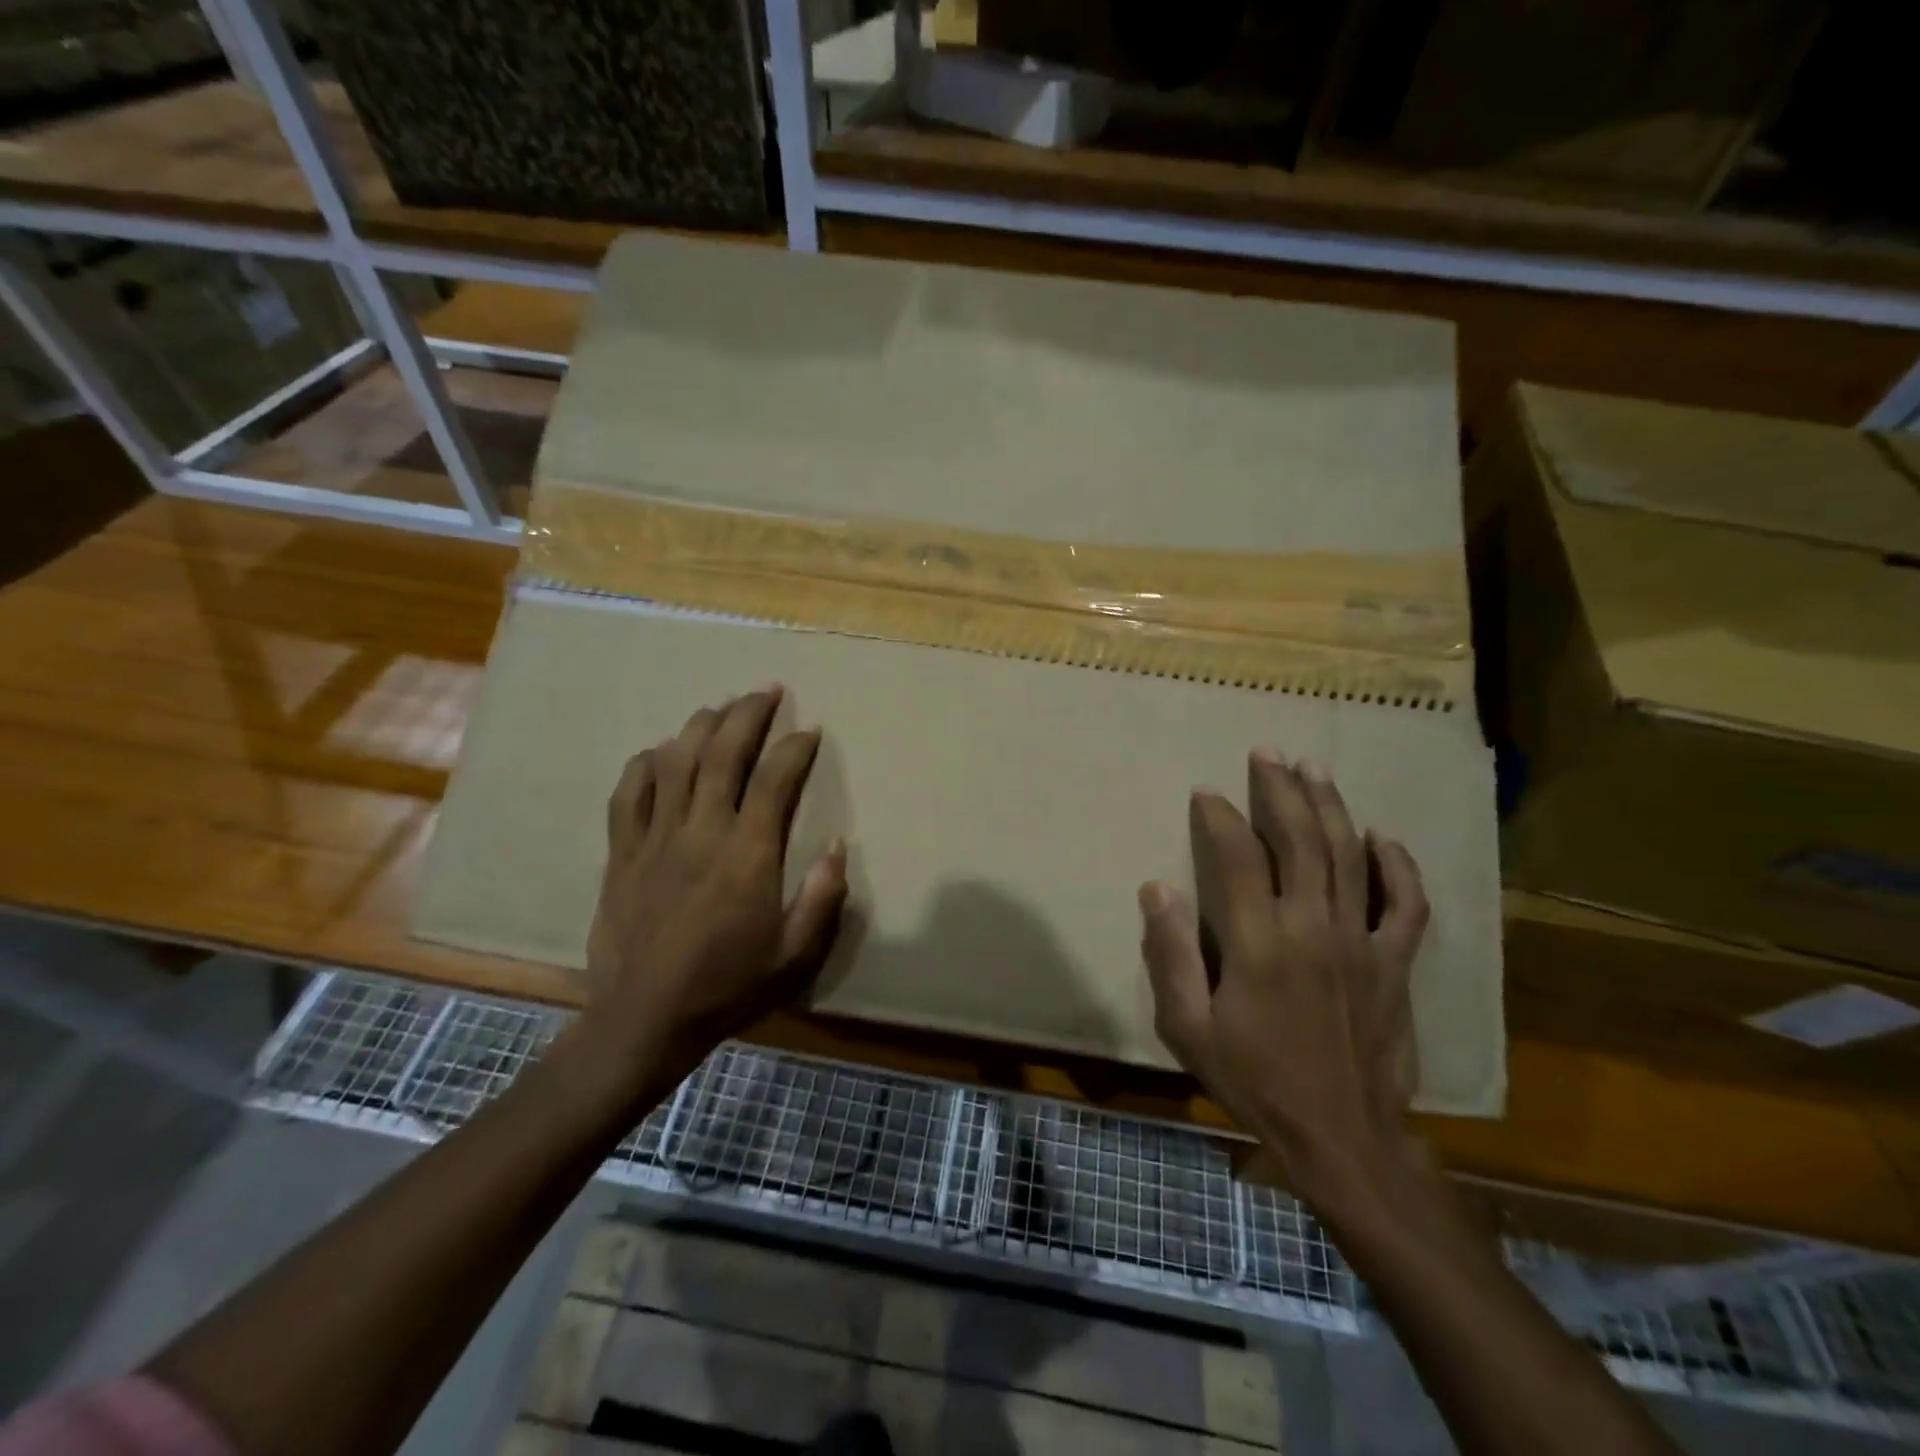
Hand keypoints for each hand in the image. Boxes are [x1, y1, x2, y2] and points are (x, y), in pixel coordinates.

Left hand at [578, 687, 847, 1100]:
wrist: (645, 1019)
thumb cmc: (727, 986)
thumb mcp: (794, 955)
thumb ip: (822, 898)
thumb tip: (839, 845)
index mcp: (747, 855)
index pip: (775, 780)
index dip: (795, 748)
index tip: (809, 729)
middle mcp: (701, 832)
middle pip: (723, 754)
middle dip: (748, 714)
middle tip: (766, 689)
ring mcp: (655, 838)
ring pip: (675, 762)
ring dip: (700, 726)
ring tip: (720, 706)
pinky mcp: (622, 853)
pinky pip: (628, 794)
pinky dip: (645, 764)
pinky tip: (659, 752)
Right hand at [1139, 749, 1428, 1206]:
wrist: (1342, 1138)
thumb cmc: (1254, 1081)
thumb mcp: (1188, 1028)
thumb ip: (1171, 955)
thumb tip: (1155, 889)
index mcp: (1259, 943)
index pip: (1238, 857)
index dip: (1219, 817)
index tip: (1206, 792)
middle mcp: (1313, 928)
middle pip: (1300, 840)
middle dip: (1280, 790)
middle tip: (1267, 754)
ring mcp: (1361, 942)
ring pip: (1349, 856)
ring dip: (1329, 808)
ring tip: (1312, 770)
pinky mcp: (1394, 964)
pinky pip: (1406, 905)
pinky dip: (1397, 866)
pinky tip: (1382, 837)